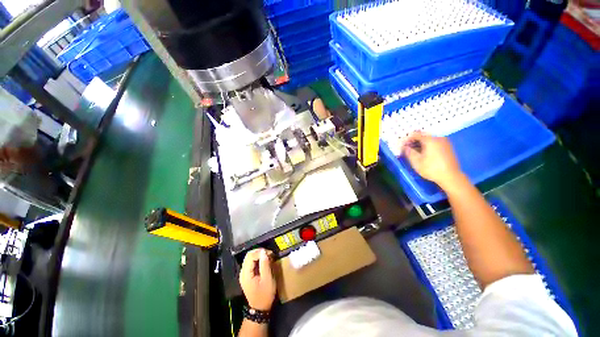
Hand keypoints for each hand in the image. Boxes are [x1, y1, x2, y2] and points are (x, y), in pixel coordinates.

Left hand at [240, 249, 275, 310]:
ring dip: (259, 255)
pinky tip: (265, 262)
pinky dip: (258, 259)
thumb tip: (264, 252)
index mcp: (246, 274)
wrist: (259, 308)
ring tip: (268, 257)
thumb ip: (265, 265)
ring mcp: (244, 274)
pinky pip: (251, 263)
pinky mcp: (247, 275)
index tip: (270, 253)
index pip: (250, 256)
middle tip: (269, 254)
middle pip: (249, 255)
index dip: (260, 252)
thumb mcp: (267, 280)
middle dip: (259, 252)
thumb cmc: (264, 295)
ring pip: (250, 258)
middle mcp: (243, 272)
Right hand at [402, 132, 462, 189]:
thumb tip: (404, 147)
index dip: (407, 139)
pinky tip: (424, 153)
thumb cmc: (432, 169)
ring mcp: (444, 142)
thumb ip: (408, 152)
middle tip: (407, 149)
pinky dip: (427, 146)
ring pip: (429, 139)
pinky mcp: (447, 147)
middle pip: (423, 136)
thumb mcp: (416, 162)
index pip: (415, 134)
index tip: (402, 146)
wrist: (451, 177)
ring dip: (420, 144)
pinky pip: (434, 143)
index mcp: (430, 140)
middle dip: (413, 141)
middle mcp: (438, 138)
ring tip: (414, 152)